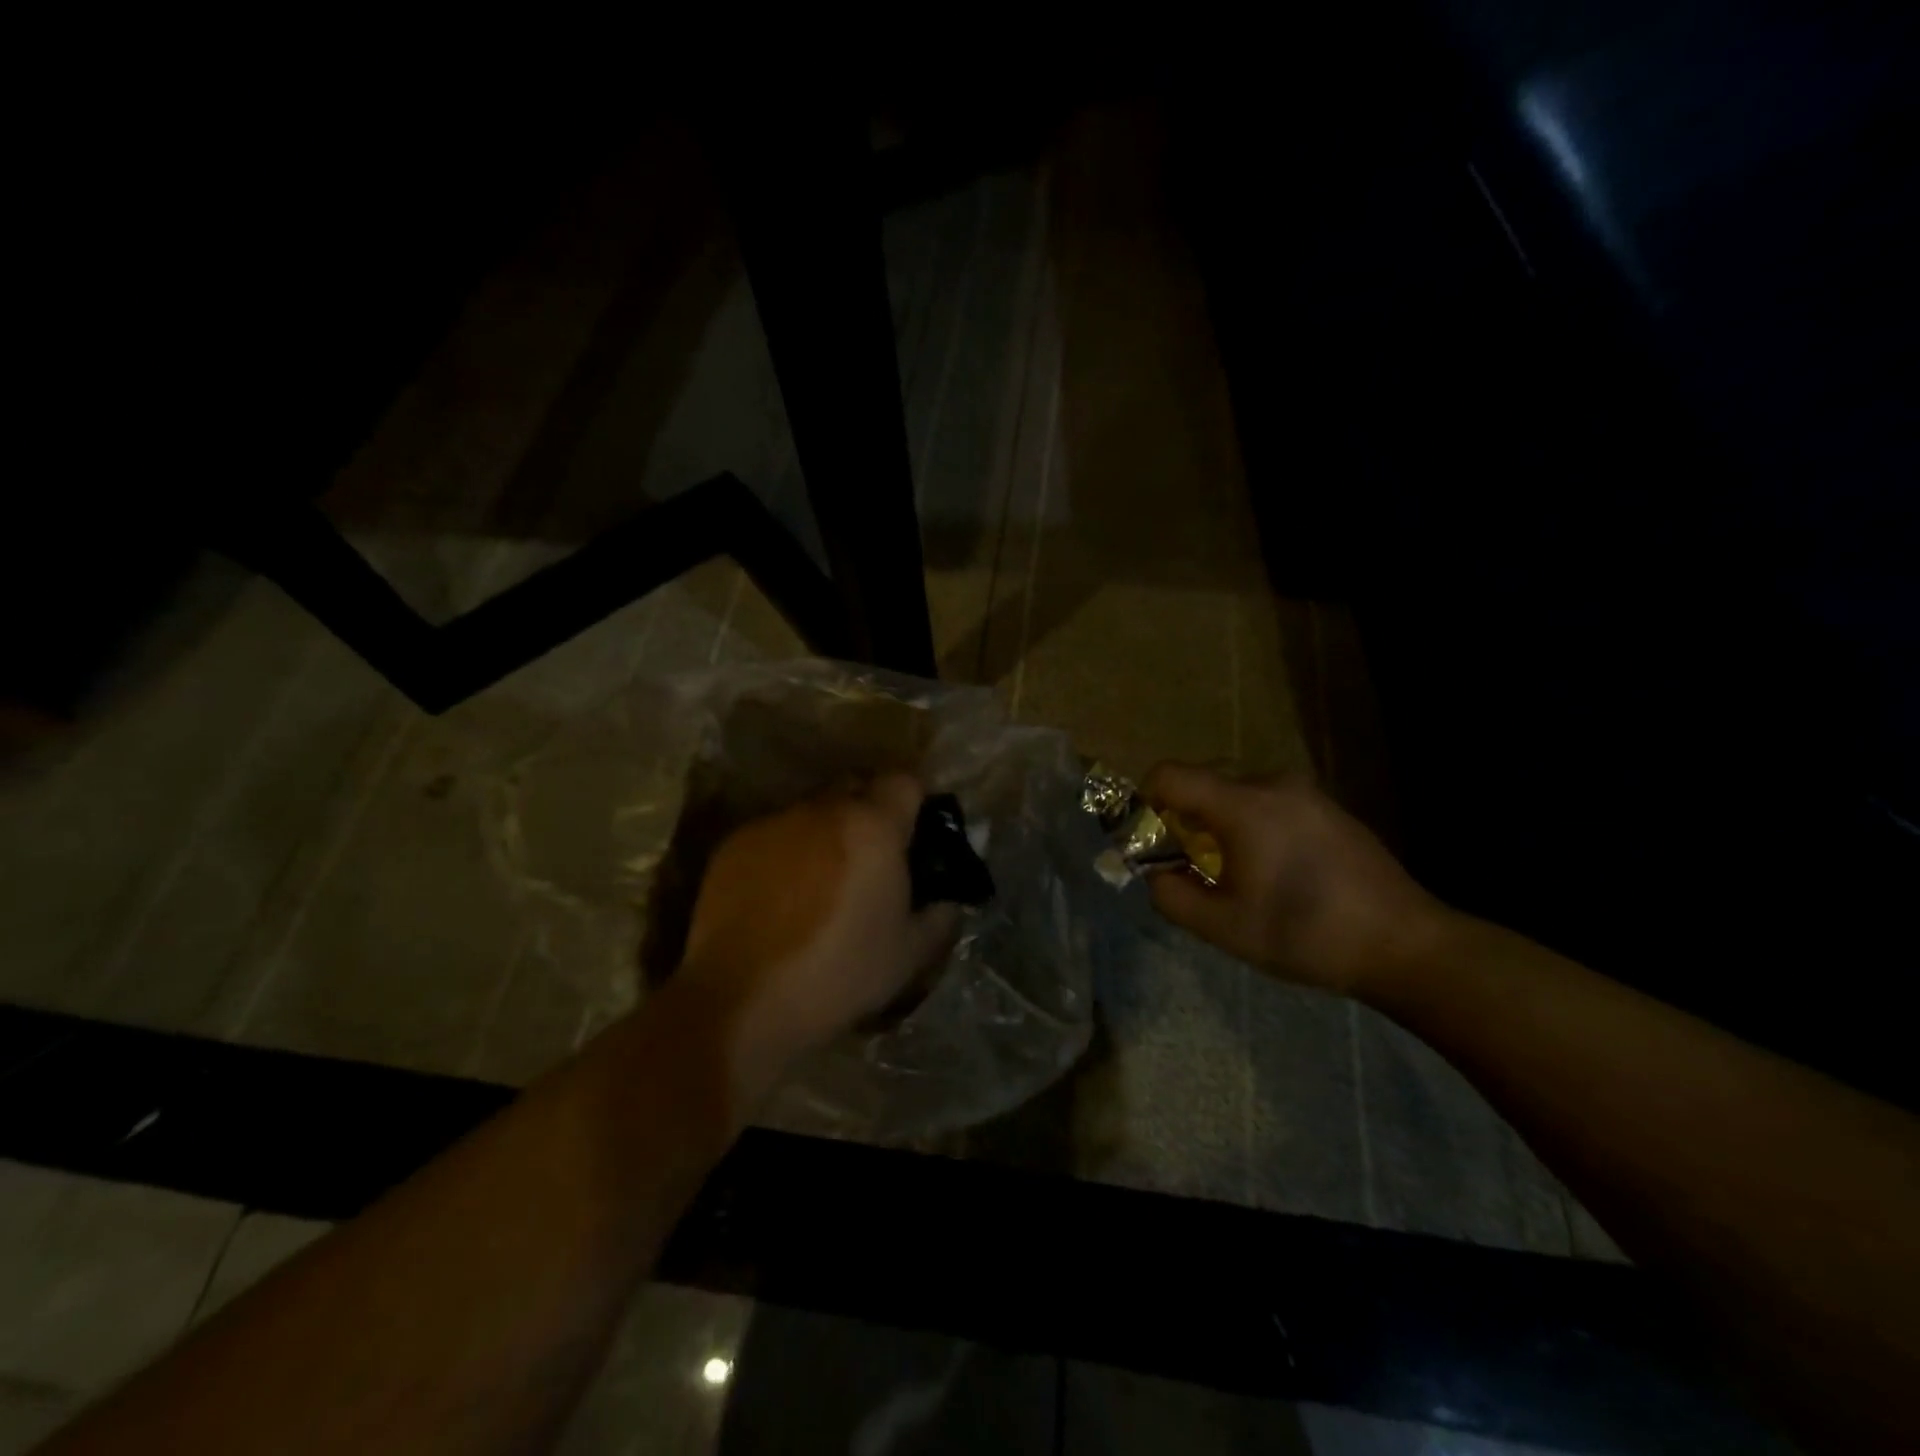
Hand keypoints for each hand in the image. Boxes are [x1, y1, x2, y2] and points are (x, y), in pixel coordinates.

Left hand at [678, 774, 958, 1086]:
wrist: (743, 1001)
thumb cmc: (840, 974)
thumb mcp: (910, 954)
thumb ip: (939, 915)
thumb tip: (947, 899)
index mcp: (873, 826)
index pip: (904, 781)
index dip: (914, 803)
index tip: (914, 836)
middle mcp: (823, 809)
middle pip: (856, 787)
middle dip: (869, 812)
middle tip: (872, 859)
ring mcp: (774, 823)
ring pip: (812, 810)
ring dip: (826, 832)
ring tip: (821, 881)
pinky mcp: (735, 844)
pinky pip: (775, 833)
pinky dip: (787, 851)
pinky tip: (780, 896)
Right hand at [1142, 763, 1452, 995]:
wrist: (1404, 945)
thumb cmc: (1305, 934)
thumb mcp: (1222, 927)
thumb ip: (1170, 894)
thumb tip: (1156, 872)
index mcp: (1243, 804)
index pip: (1170, 774)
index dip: (1145, 800)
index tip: (1149, 840)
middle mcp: (1273, 783)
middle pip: (1203, 779)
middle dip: (1181, 815)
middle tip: (1187, 862)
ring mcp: (1306, 792)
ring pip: (1236, 791)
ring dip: (1217, 821)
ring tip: (1231, 869)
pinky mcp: (1328, 807)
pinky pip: (1269, 801)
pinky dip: (1250, 823)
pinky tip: (1271, 868)